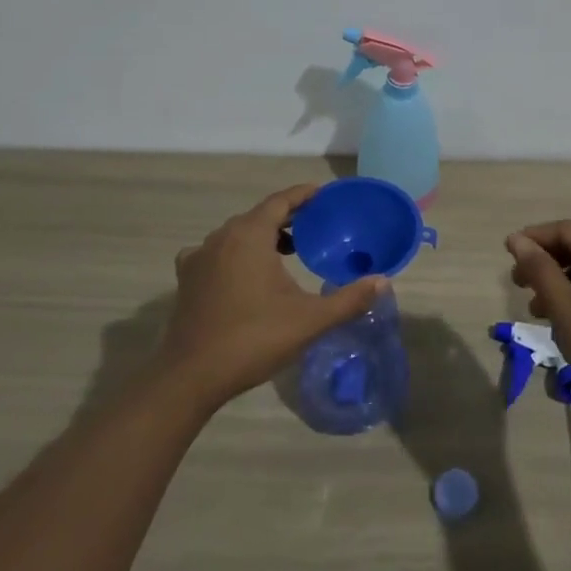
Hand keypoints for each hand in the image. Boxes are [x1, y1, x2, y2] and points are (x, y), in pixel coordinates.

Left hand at [160, 184, 386, 413]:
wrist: (192, 376)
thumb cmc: (253, 339)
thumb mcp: (309, 320)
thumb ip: (348, 299)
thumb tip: (382, 281)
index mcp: (250, 235)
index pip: (280, 201)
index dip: (303, 195)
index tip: (323, 195)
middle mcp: (222, 237)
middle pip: (259, 215)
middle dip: (286, 217)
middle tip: (313, 227)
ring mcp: (200, 257)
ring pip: (236, 233)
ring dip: (261, 235)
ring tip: (286, 251)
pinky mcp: (187, 278)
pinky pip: (216, 252)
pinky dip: (235, 253)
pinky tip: (244, 272)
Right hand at [505, 220, 570, 428]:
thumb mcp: (563, 305)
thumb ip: (539, 268)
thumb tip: (517, 239)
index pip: (563, 230)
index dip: (532, 238)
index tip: (507, 253)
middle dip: (542, 262)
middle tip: (517, 283)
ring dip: (556, 282)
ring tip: (534, 308)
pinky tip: (559, 319)